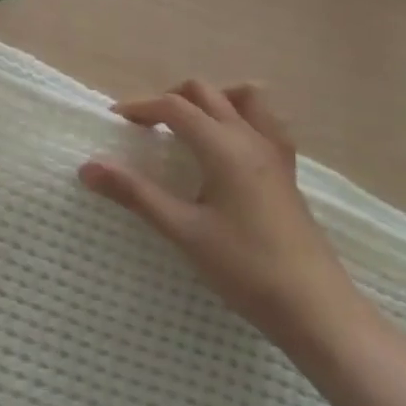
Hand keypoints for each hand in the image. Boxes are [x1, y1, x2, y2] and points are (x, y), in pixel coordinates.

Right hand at [80, 79, 359, 346]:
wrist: (318, 311)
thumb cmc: (246, 269)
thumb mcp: (183, 231)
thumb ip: (135, 194)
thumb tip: (87, 167)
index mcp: (224, 147)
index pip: (174, 107)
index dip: (141, 107)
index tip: (115, 122)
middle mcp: (250, 139)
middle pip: (206, 93)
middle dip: (170, 99)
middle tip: (146, 127)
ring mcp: (275, 154)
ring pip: (245, 98)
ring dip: (212, 100)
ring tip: (189, 127)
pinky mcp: (287, 174)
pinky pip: (267, 123)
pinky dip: (242, 118)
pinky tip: (228, 149)